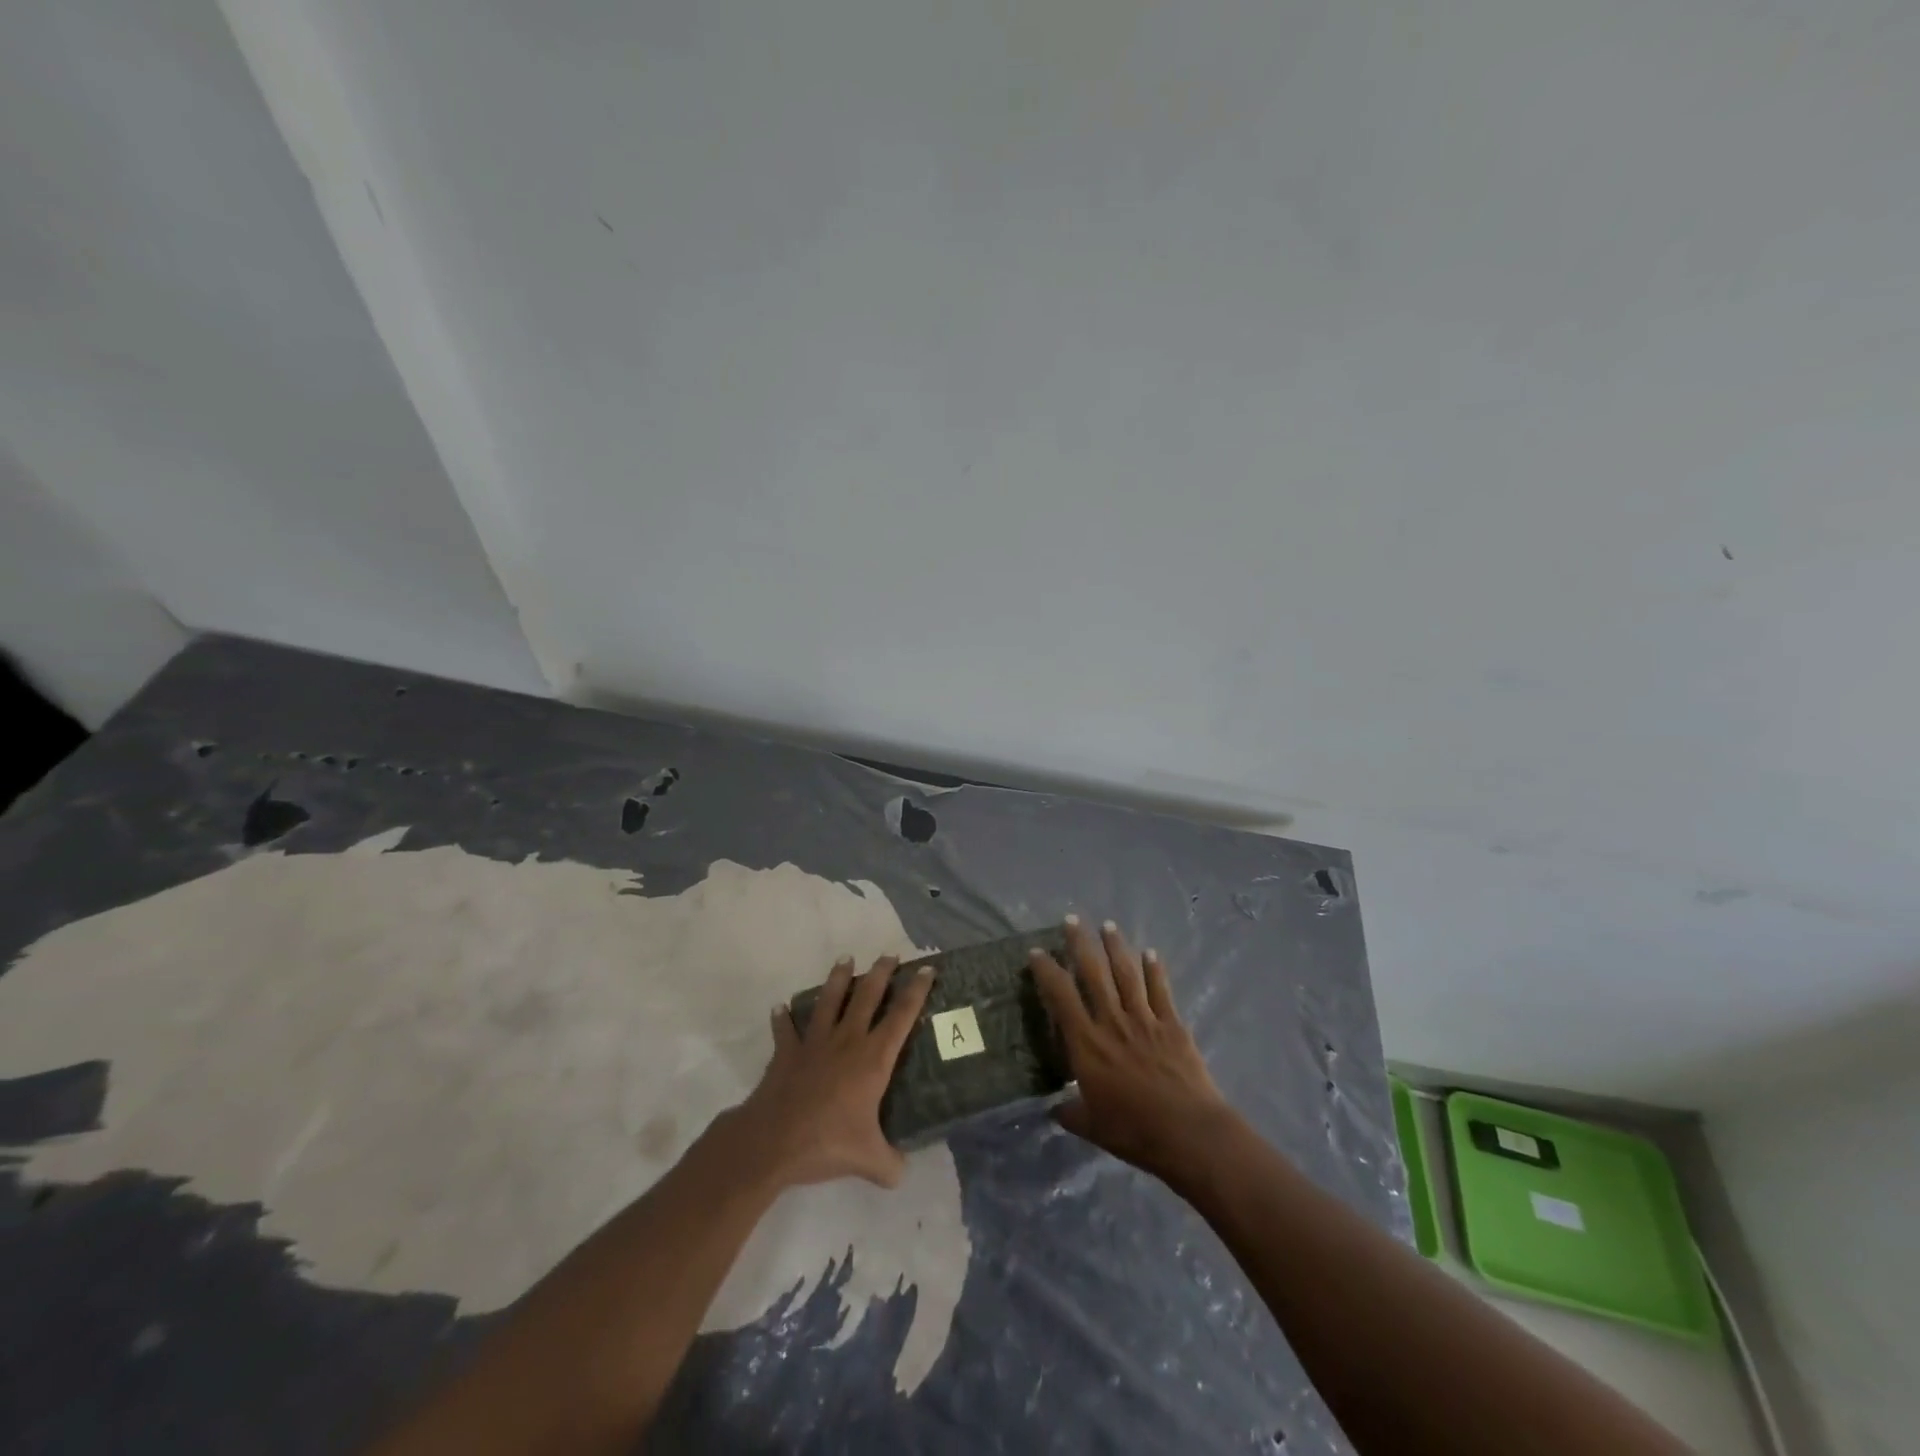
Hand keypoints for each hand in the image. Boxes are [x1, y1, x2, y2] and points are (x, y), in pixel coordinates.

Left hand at [730, 955, 934, 1190]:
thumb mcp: (869, 1161)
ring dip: (838, 979)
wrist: (773, 1141)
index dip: (916, 991)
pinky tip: (780, 1007)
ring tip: (845, 959)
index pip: (901, 1016)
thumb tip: (904, 1172)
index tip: (926, 968)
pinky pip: (786, 1030)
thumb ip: (891, 1164)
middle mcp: (847, 1041)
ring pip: (829, 1001)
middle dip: (881, 974)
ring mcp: (814, 1043)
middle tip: (889, 955)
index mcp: (873, 1059)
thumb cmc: (827, 1143)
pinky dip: (783, 1018)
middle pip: (867, 996)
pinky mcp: (787, 1053)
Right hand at [1030, 917, 1236, 1180]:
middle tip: (1072, 920)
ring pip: (1126, 974)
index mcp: (1086, 1043)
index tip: (1036, 953)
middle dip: (1081, 944)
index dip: (1046, 971)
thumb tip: (1054, 1109)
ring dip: (1116, 947)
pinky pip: (1161, 990)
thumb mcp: (1092, 1126)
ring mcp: (1144, 1019)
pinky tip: (1151, 953)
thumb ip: (1071, 1112)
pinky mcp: (1172, 1025)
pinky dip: (1155, 970)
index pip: (1061, 996)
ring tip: (1108, 926)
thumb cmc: (1134, 1131)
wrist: (1188, 1132)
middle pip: (1093, 973)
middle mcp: (1112, 1021)